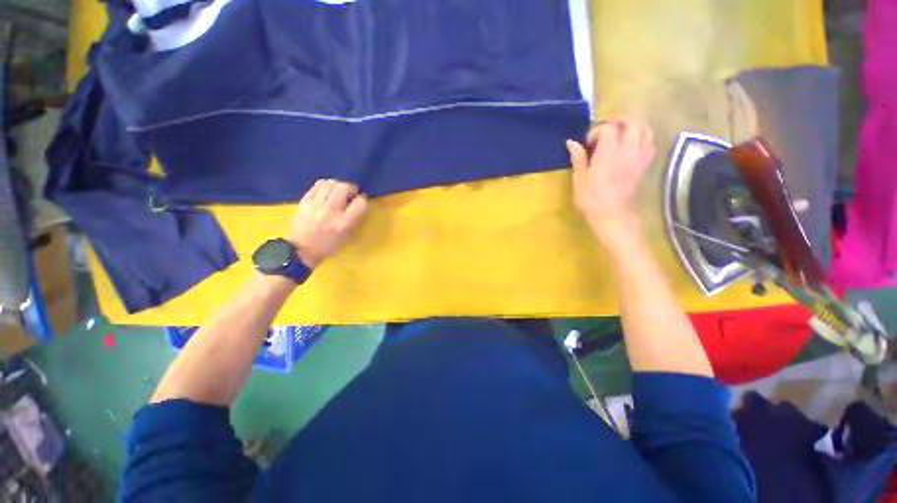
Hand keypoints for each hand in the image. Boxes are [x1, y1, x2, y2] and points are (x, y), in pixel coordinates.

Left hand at [288, 179, 368, 267]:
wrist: (300, 250)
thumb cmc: (328, 246)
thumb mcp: (347, 237)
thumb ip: (355, 219)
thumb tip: (358, 203)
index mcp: (344, 223)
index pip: (360, 203)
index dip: (363, 200)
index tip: (361, 202)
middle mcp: (331, 210)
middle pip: (345, 187)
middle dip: (351, 189)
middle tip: (351, 195)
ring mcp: (316, 204)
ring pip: (331, 183)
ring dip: (338, 185)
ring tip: (338, 192)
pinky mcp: (305, 201)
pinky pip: (318, 185)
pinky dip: (326, 185)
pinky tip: (327, 191)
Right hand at [567, 118, 654, 252]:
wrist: (610, 213)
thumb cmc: (590, 197)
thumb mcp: (579, 178)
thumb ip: (578, 157)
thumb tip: (571, 142)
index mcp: (608, 152)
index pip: (608, 128)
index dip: (596, 131)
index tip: (588, 143)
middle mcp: (627, 150)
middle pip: (632, 123)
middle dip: (619, 121)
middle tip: (607, 128)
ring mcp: (638, 156)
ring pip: (645, 130)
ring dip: (634, 126)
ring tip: (622, 132)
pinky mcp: (644, 164)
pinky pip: (650, 143)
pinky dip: (643, 138)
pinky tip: (633, 143)